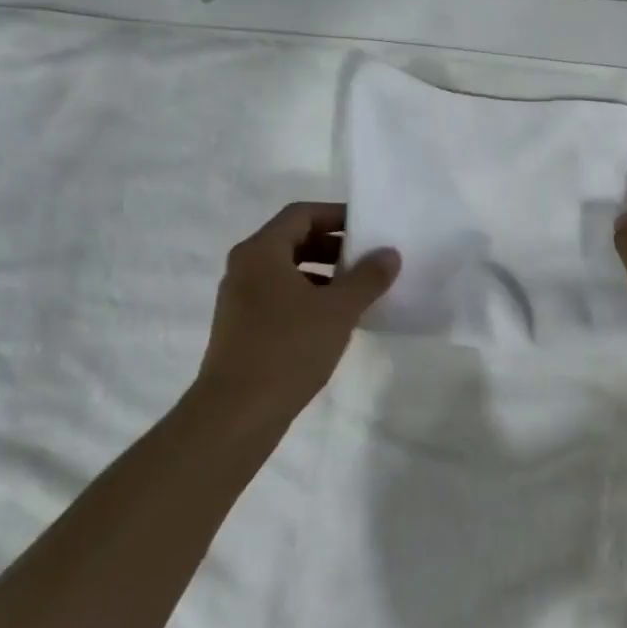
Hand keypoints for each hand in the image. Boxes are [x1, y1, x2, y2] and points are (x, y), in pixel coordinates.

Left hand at [191, 202, 398, 419]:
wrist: (237, 413)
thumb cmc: (288, 349)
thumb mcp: (338, 310)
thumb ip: (367, 277)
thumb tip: (389, 253)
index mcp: (261, 252)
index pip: (301, 214)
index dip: (336, 215)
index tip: (368, 226)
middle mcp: (245, 268)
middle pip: (293, 240)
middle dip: (333, 245)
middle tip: (368, 257)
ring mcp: (240, 299)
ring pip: (287, 271)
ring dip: (323, 273)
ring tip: (358, 289)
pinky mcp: (242, 327)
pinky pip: (280, 296)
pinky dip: (309, 296)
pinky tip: (335, 319)